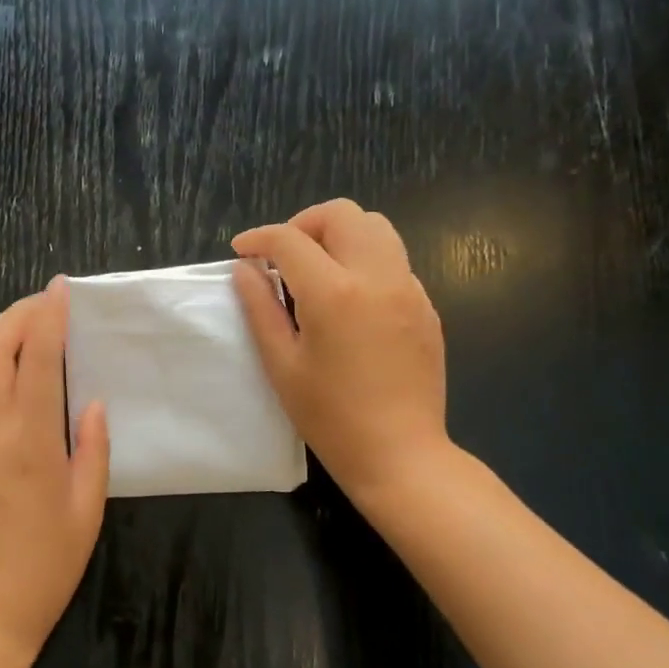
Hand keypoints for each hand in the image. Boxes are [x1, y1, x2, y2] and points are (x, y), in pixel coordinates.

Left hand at [0, 280, 110, 660]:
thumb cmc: (46, 564)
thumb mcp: (87, 508)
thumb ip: (92, 447)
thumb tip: (91, 402)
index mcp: (30, 437)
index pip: (37, 356)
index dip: (48, 316)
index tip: (59, 289)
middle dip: (16, 315)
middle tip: (41, 306)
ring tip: (15, 330)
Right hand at [232, 199, 448, 505]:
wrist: (400, 453)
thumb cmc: (329, 416)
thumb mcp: (281, 364)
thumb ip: (260, 308)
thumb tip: (245, 269)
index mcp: (334, 293)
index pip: (290, 240)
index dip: (259, 238)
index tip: (242, 251)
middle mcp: (377, 277)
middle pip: (342, 214)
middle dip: (304, 224)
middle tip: (282, 257)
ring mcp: (409, 289)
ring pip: (376, 228)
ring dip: (339, 235)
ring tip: (315, 269)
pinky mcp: (426, 306)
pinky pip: (393, 260)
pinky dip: (363, 260)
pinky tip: (347, 299)